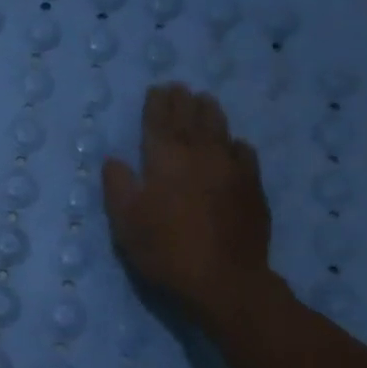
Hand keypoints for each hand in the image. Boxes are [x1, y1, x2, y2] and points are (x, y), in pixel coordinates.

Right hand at [101, 82, 277, 321]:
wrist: (224, 279)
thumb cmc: (166, 251)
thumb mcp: (126, 223)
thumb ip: (118, 187)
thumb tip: (114, 160)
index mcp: (165, 160)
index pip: (159, 121)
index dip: (157, 104)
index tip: (157, 88)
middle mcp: (199, 154)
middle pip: (190, 118)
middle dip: (182, 101)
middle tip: (179, 88)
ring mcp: (230, 167)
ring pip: (219, 128)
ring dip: (210, 111)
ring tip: (205, 100)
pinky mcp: (252, 185)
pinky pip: (243, 152)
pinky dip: (234, 143)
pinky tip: (233, 144)